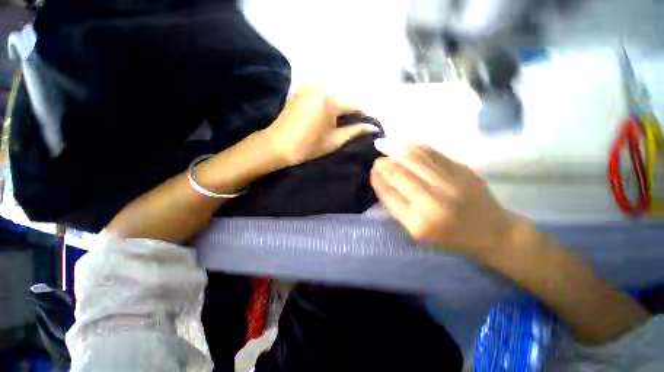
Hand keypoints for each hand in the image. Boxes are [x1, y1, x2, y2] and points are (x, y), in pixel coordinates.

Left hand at [264, 86, 378, 166]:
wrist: (276, 145)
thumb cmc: (306, 147)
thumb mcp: (334, 141)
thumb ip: (355, 131)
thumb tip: (374, 128)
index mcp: (329, 100)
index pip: (356, 105)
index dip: (364, 117)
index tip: (367, 128)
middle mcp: (320, 86)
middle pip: (346, 98)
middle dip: (352, 112)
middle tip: (353, 127)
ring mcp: (310, 85)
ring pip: (336, 95)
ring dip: (341, 107)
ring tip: (340, 123)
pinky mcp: (302, 88)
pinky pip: (324, 93)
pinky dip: (330, 103)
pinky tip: (328, 116)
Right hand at [370, 144, 516, 257]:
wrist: (492, 232)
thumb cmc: (449, 237)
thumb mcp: (416, 231)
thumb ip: (396, 206)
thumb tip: (380, 180)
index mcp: (418, 222)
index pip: (389, 193)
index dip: (377, 179)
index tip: (372, 171)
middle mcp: (433, 201)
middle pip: (399, 173)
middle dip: (383, 164)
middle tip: (377, 160)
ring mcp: (450, 182)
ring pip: (414, 157)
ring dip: (395, 149)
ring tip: (385, 144)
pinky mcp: (462, 169)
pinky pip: (431, 152)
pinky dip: (413, 145)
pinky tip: (403, 143)